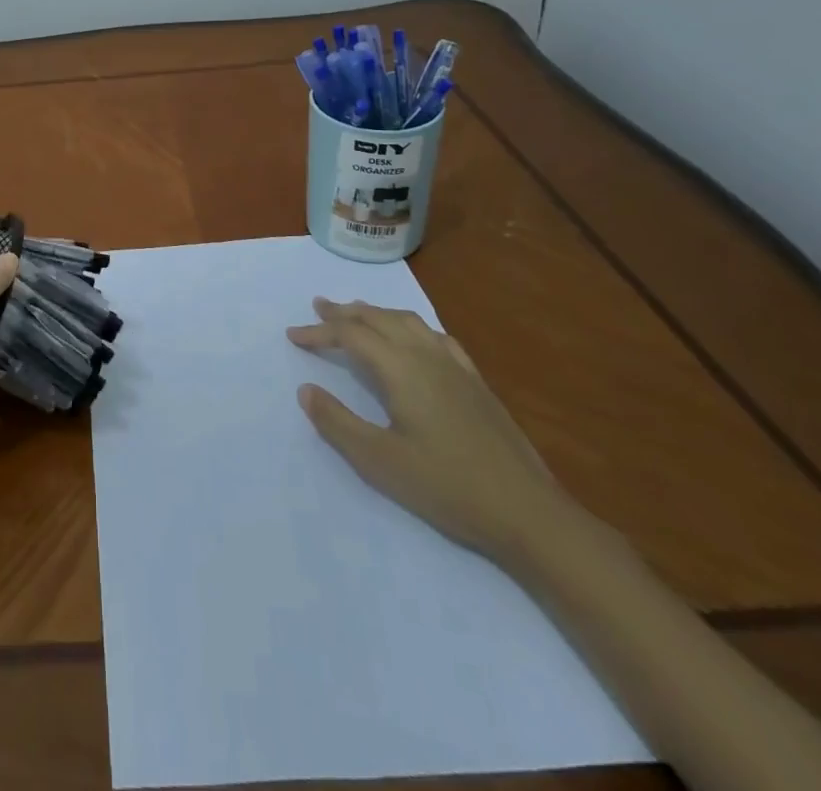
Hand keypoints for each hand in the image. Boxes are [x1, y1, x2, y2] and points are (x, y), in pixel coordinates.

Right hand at [288, 297, 583, 567]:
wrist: (528, 513)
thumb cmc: (447, 487)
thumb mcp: (379, 461)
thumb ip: (337, 422)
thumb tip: (305, 390)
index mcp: (401, 369)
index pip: (350, 335)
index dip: (319, 332)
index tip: (292, 336)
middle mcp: (426, 355)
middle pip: (379, 318)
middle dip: (345, 312)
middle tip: (319, 308)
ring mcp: (456, 367)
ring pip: (409, 322)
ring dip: (377, 314)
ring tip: (358, 315)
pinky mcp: (476, 383)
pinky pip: (436, 337)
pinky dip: (411, 327)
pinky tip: (414, 340)